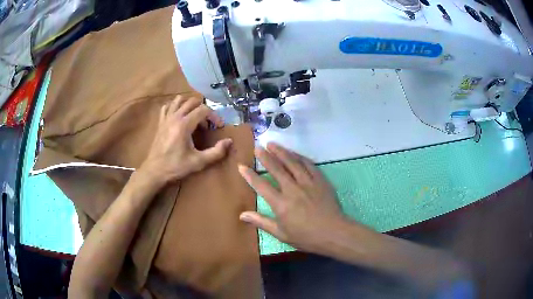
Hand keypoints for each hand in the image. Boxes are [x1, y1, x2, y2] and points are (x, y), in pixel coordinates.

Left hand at [140, 96, 231, 183]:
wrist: (155, 171)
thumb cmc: (176, 166)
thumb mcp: (198, 162)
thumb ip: (216, 152)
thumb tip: (229, 141)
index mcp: (184, 124)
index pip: (203, 110)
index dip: (214, 116)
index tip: (218, 126)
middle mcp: (175, 117)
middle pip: (192, 101)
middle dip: (203, 109)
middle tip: (206, 123)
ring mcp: (166, 118)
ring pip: (178, 100)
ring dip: (189, 104)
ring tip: (194, 116)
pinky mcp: (160, 122)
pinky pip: (167, 107)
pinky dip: (174, 107)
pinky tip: (178, 115)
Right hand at [238, 142, 345, 253]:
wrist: (334, 233)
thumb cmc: (306, 237)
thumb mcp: (281, 234)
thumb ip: (261, 222)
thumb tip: (242, 215)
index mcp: (281, 204)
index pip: (261, 186)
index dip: (250, 175)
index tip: (242, 166)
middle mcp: (293, 189)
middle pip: (277, 169)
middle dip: (265, 156)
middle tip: (258, 146)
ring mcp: (308, 183)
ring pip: (293, 162)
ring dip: (282, 152)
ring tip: (272, 144)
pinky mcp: (321, 180)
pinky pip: (309, 164)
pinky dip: (300, 157)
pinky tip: (294, 153)